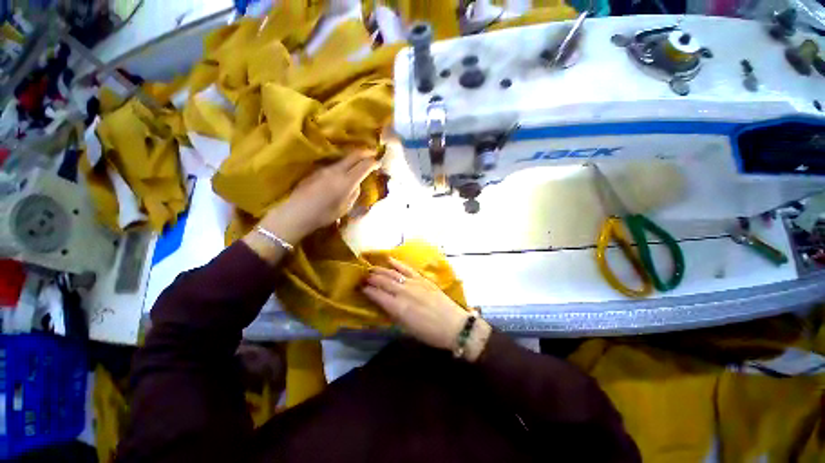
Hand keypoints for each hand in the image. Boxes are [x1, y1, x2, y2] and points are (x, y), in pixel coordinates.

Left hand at [259, 150, 378, 243]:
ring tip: (360, 159)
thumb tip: (356, 184)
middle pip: (354, 155)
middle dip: (365, 152)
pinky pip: (334, 163)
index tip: (379, 162)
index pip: (364, 166)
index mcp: (346, 181)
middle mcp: (336, 170)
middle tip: (373, 152)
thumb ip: (354, 193)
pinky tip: (344, 168)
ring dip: (354, 157)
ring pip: (343, 158)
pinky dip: (343, 163)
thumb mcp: (345, 208)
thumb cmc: (324, 214)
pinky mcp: (316, 170)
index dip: (373, 162)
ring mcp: (325, 169)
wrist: (297, 213)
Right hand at [362, 258, 473, 352]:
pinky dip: (398, 263)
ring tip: (371, 268)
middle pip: (383, 281)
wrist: (454, 325)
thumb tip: (383, 304)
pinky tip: (390, 260)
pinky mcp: (423, 279)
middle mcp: (403, 292)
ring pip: (393, 273)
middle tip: (362, 276)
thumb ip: (393, 314)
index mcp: (398, 307)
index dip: (367, 290)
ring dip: (380, 270)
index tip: (359, 287)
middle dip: (371, 278)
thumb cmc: (429, 333)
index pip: (377, 295)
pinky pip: (407, 269)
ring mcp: (414, 283)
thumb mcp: (407, 328)